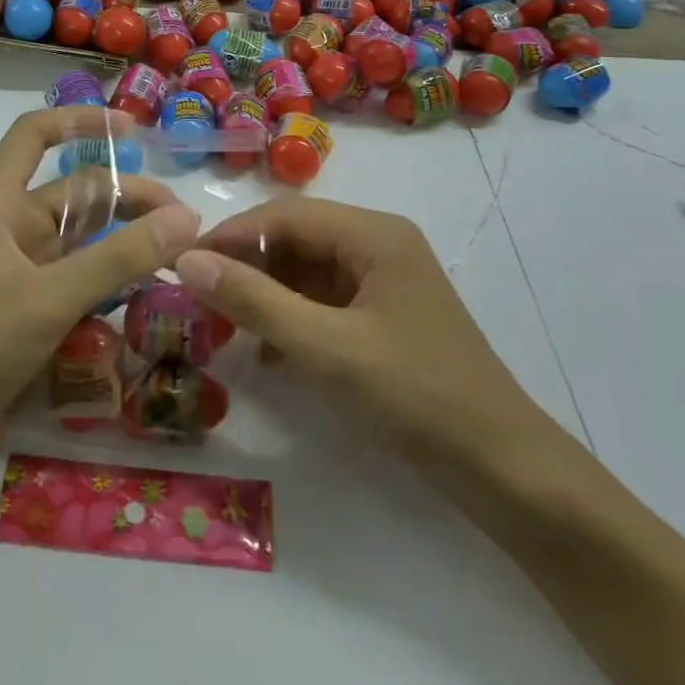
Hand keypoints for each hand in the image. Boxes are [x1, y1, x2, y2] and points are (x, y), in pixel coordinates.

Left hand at [0, 106, 199, 455]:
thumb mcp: (50, 297)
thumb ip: (119, 258)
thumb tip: (187, 219)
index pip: (34, 135)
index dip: (79, 121)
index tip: (133, 131)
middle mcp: (10, 227)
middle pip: (75, 192)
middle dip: (128, 199)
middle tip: (185, 225)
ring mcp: (19, 270)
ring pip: (82, 239)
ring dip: (125, 242)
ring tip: (178, 256)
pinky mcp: (27, 309)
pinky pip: (78, 279)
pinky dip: (111, 281)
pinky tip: (147, 295)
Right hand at [175, 199, 545, 478]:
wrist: (503, 468)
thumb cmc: (415, 396)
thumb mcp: (325, 348)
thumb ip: (254, 301)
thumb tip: (186, 260)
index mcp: (373, 234)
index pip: (285, 216)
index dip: (230, 235)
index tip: (181, 263)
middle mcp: (378, 244)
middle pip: (295, 239)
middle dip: (246, 267)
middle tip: (197, 301)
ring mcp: (383, 281)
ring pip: (305, 272)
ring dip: (265, 295)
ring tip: (223, 326)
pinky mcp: (383, 316)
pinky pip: (323, 302)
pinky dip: (290, 319)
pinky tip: (266, 352)